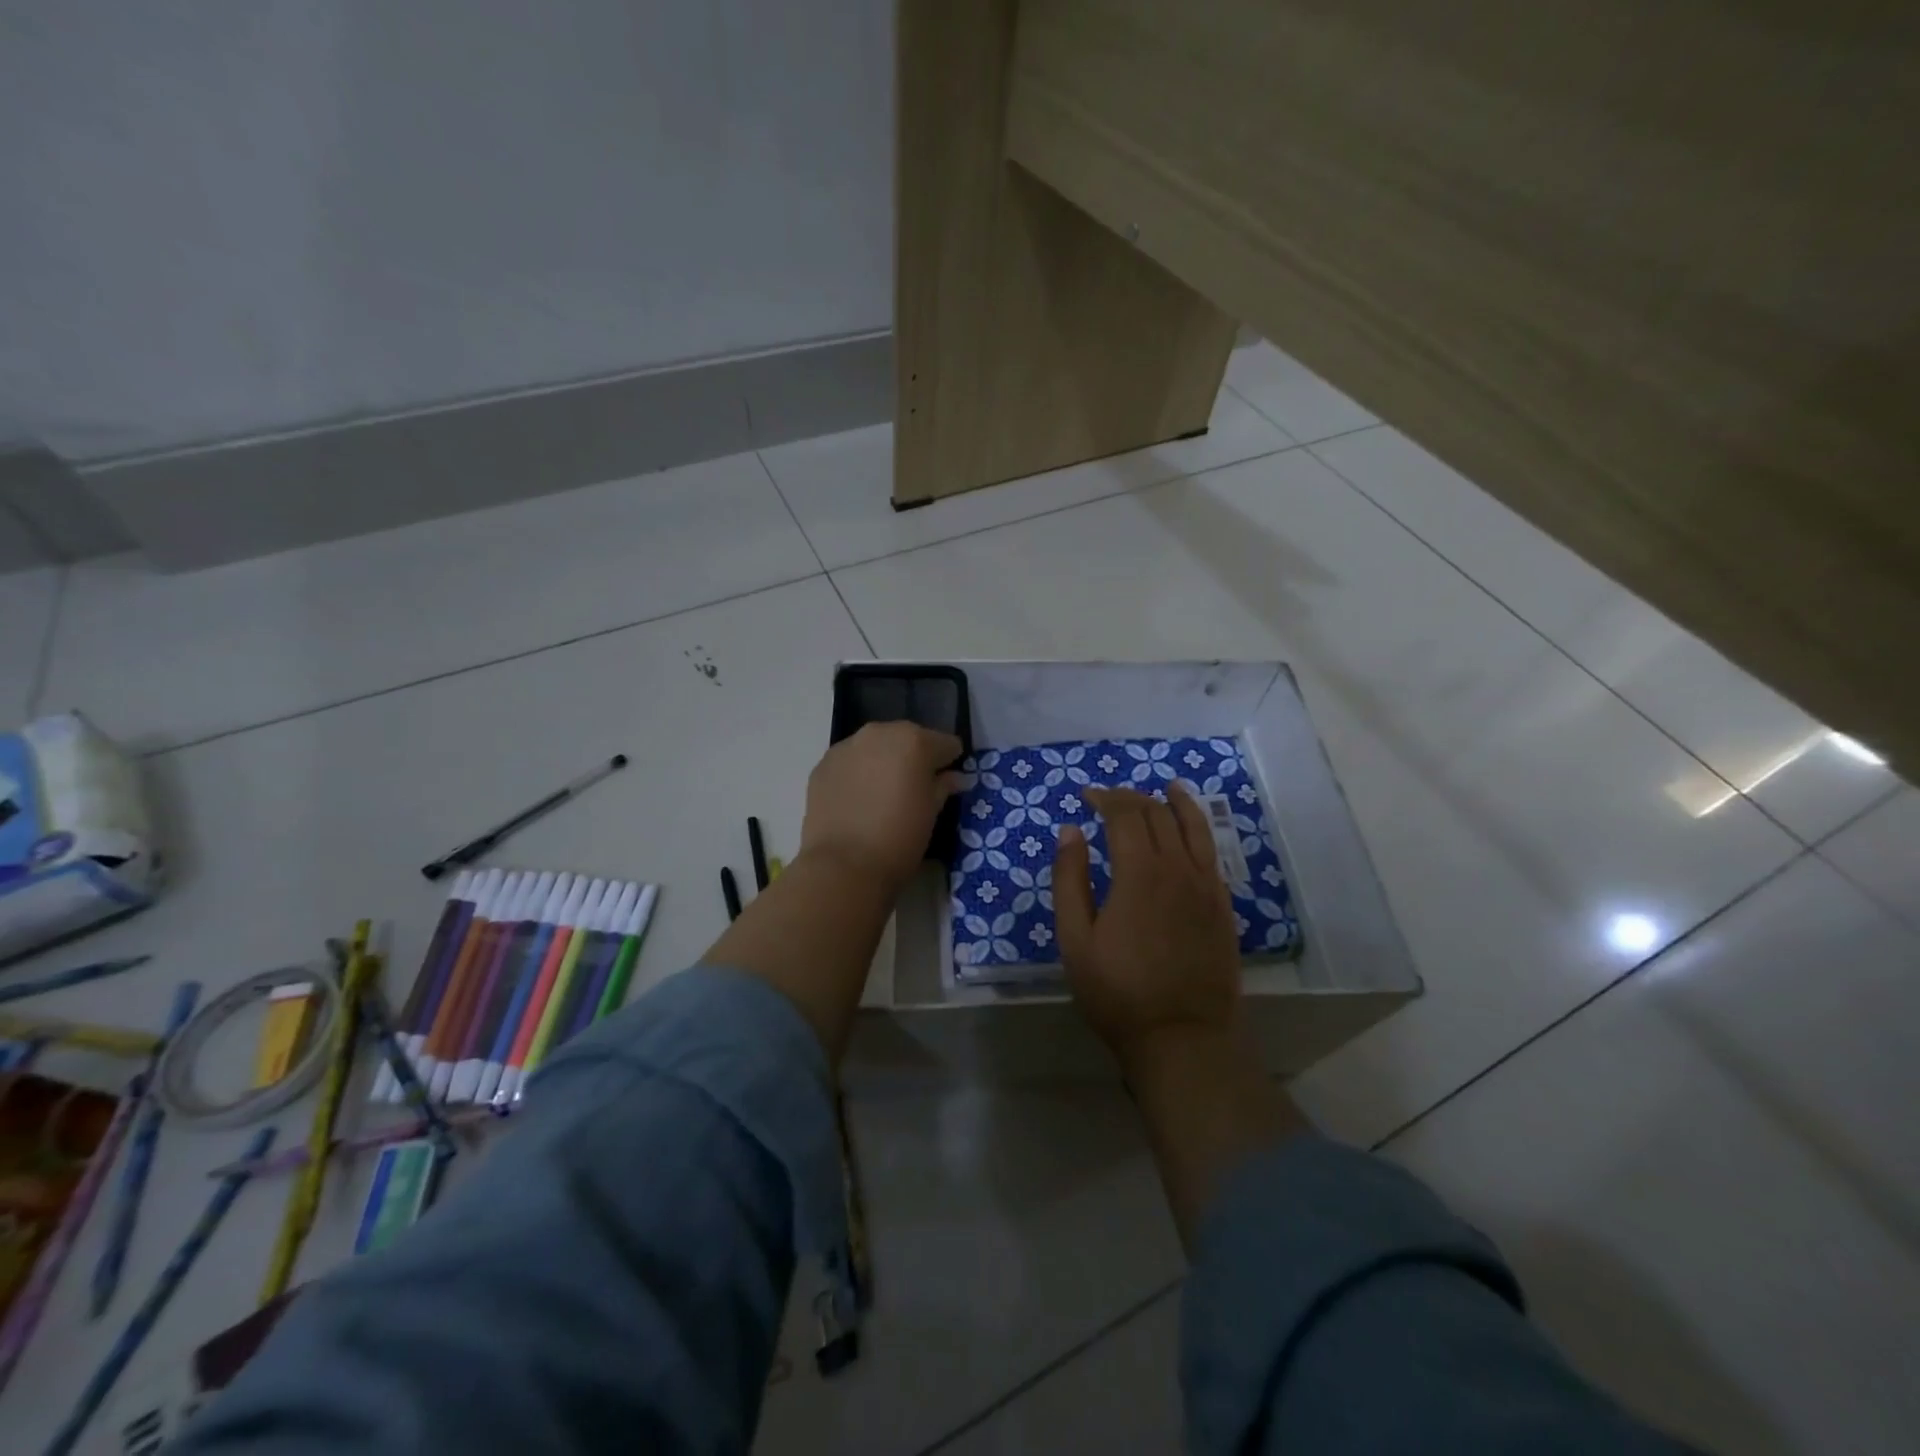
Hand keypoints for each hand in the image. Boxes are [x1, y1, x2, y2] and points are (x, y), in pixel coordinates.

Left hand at [800, 722, 963, 891]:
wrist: (843, 865)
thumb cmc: (900, 838)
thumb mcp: (932, 813)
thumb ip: (943, 786)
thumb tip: (955, 777)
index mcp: (914, 741)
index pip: (944, 743)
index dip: (950, 762)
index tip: (949, 782)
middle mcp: (879, 733)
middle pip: (907, 739)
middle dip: (914, 758)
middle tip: (915, 788)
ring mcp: (846, 747)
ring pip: (875, 747)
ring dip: (883, 763)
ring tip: (883, 794)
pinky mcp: (822, 765)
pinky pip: (849, 762)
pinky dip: (857, 774)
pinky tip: (858, 800)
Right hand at [1054, 784, 1242, 1069]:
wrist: (1183, 1037)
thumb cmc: (1118, 991)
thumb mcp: (1075, 939)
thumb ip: (1069, 880)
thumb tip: (1069, 831)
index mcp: (1138, 873)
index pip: (1125, 815)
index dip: (1105, 798)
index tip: (1087, 796)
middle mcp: (1177, 868)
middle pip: (1158, 814)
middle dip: (1132, 798)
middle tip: (1111, 798)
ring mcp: (1206, 886)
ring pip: (1194, 826)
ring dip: (1177, 802)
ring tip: (1167, 787)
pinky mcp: (1223, 905)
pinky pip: (1213, 852)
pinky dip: (1201, 829)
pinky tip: (1192, 828)